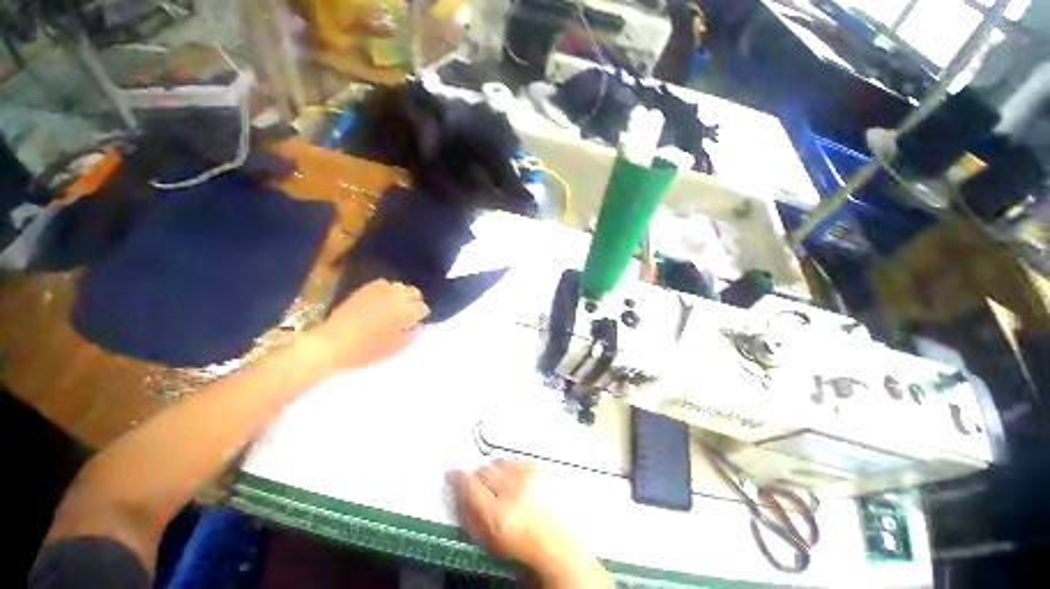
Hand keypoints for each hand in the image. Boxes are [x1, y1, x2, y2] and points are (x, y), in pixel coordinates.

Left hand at [311, 279, 429, 368]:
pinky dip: (388, 290)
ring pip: (400, 286)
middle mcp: (397, 297)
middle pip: (414, 293)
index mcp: (407, 312)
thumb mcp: (395, 348)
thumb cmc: (367, 350)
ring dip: (402, 295)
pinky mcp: (366, 289)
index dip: (421, 316)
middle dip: (414, 302)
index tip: (416, 323)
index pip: (423, 308)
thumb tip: (419, 326)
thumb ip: (412, 335)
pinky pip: (384, 283)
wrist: (333, 343)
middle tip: (408, 313)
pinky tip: (382, 299)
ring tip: (395, 305)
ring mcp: (381, 291)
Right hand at [449, 461, 610, 587]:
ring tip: (499, 484)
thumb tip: (457, 490)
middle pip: (484, 470)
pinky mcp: (537, 467)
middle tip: (480, 486)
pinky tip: (514, 479)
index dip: (458, 478)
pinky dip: (509, 467)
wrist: (554, 540)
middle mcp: (512, 489)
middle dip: (478, 476)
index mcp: (496, 514)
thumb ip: (470, 514)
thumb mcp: (489, 537)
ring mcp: (527, 475)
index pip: (469, 486)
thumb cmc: (518, 543)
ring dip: (494, 471)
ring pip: (499, 462)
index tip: (451, 474)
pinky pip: (514, 460)